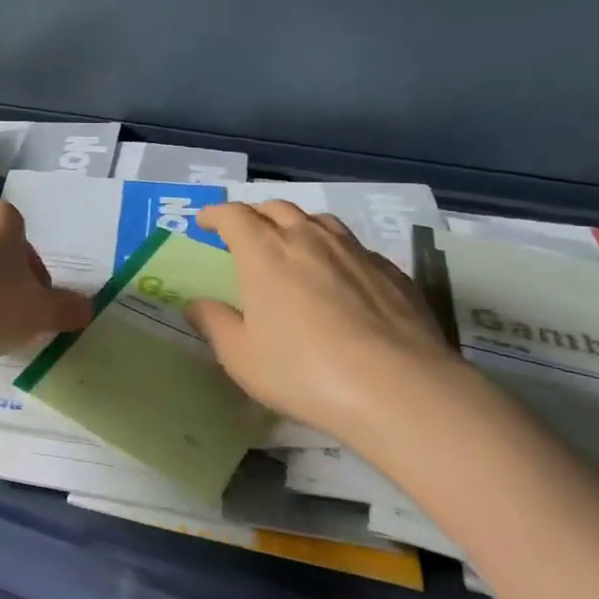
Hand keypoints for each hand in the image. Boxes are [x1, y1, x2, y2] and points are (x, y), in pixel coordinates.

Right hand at [186, 201, 468, 453]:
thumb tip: (197, 304)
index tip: (205, 223)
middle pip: (276, 208)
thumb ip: (215, 324)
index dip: (215, 214)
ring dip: (297, 225)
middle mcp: (308, 239)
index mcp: (264, 252)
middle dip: (255, 215)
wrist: (400, 390)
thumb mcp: (241, 357)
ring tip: (292, 246)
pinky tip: (339, 277)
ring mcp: (354, 252)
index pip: (233, 215)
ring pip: (319, 220)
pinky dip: (335, 251)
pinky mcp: (392, 272)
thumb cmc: (304, 372)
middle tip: (245, 235)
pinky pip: (354, 247)